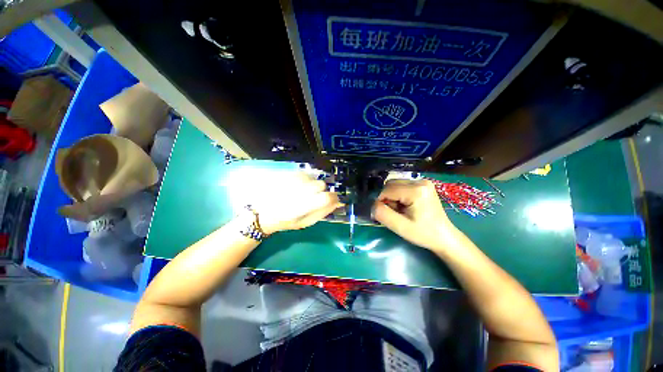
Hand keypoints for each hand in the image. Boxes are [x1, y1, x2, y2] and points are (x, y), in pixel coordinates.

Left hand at [246, 172, 341, 234]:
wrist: (262, 212)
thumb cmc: (285, 221)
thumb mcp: (305, 222)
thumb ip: (322, 212)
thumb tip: (337, 203)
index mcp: (306, 205)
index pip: (328, 197)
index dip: (333, 198)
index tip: (332, 200)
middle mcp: (301, 189)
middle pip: (321, 184)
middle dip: (321, 191)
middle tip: (313, 197)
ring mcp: (294, 180)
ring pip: (313, 177)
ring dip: (312, 184)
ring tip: (303, 191)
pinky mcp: (288, 174)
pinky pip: (304, 173)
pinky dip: (305, 179)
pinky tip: (297, 185)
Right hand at [372, 179, 459, 250]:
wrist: (443, 236)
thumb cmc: (423, 233)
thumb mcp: (399, 227)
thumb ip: (382, 213)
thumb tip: (373, 204)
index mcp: (416, 190)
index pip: (387, 190)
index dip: (381, 201)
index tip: (386, 214)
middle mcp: (420, 181)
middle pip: (391, 184)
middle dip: (387, 198)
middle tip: (395, 212)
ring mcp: (423, 181)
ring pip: (395, 184)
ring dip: (392, 196)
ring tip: (401, 210)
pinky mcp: (423, 184)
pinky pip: (402, 186)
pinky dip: (398, 195)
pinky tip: (405, 205)